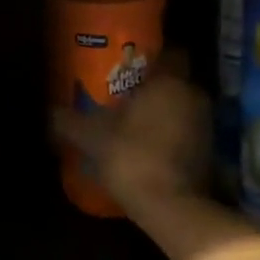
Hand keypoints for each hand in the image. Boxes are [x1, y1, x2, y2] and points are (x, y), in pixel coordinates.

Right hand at [52, 67, 209, 220]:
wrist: (170, 206)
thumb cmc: (131, 156)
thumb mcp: (91, 137)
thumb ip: (69, 121)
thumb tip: (51, 112)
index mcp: (169, 82)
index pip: (171, 54)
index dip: (152, 59)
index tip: (130, 68)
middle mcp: (193, 96)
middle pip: (175, 83)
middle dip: (153, 90)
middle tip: (124, 98)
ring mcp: (205, 125)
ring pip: (182, 109)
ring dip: (163, 115)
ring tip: (133, 127)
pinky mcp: (209, 153)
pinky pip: (187, 134)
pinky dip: (171, 138)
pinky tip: (147, 151)